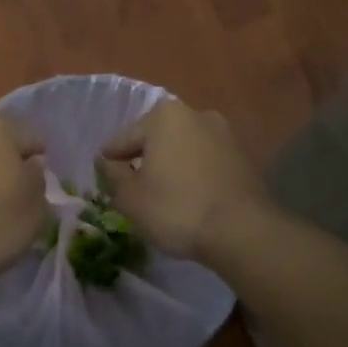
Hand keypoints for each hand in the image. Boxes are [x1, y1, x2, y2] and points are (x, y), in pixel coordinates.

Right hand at [95, 101, 271, 261]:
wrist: (242, 232)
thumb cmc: (176, 208)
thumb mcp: (130, 197)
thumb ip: (112, 174)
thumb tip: (106, 161)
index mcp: (164, 116)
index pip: (124, 139)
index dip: (110, 160)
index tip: (104, 178)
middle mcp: (196, 114)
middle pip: (156, 139)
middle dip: (143, 160)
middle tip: (131, 188)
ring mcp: (225, 135)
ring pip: (183, 150)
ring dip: (170, 166)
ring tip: (161, 196)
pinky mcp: (243, 157)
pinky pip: (205, 163)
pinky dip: (193, 175)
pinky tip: (188, 199)